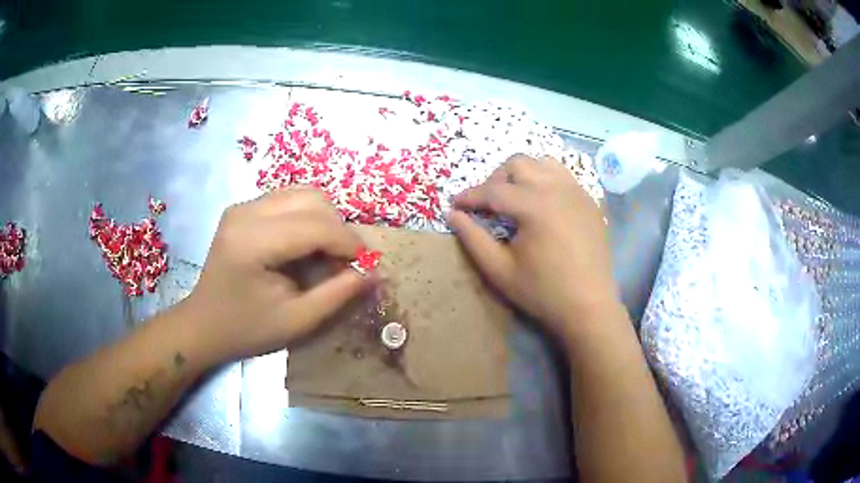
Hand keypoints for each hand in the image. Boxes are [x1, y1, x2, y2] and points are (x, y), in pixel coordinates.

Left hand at [180, 188, 374, 361]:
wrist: (204, 324)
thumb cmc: (247, 329)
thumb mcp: (297, 321)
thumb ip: (338, 294)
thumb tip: (376, 272)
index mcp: (252, 242)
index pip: (315, 226)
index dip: (350, 242)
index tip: (368, 265)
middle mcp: (246, 212)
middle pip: (312, 199)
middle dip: (339, 229)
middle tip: (346, 263)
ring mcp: (242, 206)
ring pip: (303, 194)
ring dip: (326, 220)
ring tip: (328, 254)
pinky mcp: (243, 208)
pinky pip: (289, 199)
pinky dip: (309, 218)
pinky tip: (306, 245)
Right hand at [449, 155, 620, 340]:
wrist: (589, 306)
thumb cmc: (542, 292)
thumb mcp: (499, 270)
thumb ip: (473, 239)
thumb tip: (453, 215)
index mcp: (534, 205)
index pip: (493, 190)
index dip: (469, 196)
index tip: (454, 205)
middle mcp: (557, 188)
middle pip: (517, 164)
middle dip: (495, 179)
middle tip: (487, 204)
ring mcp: (577, 191)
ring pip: (542, 163)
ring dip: (522, 174)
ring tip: (514, 198)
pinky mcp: (589, 201)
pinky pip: (563, 176)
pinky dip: (545, 180)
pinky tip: (541, 204)